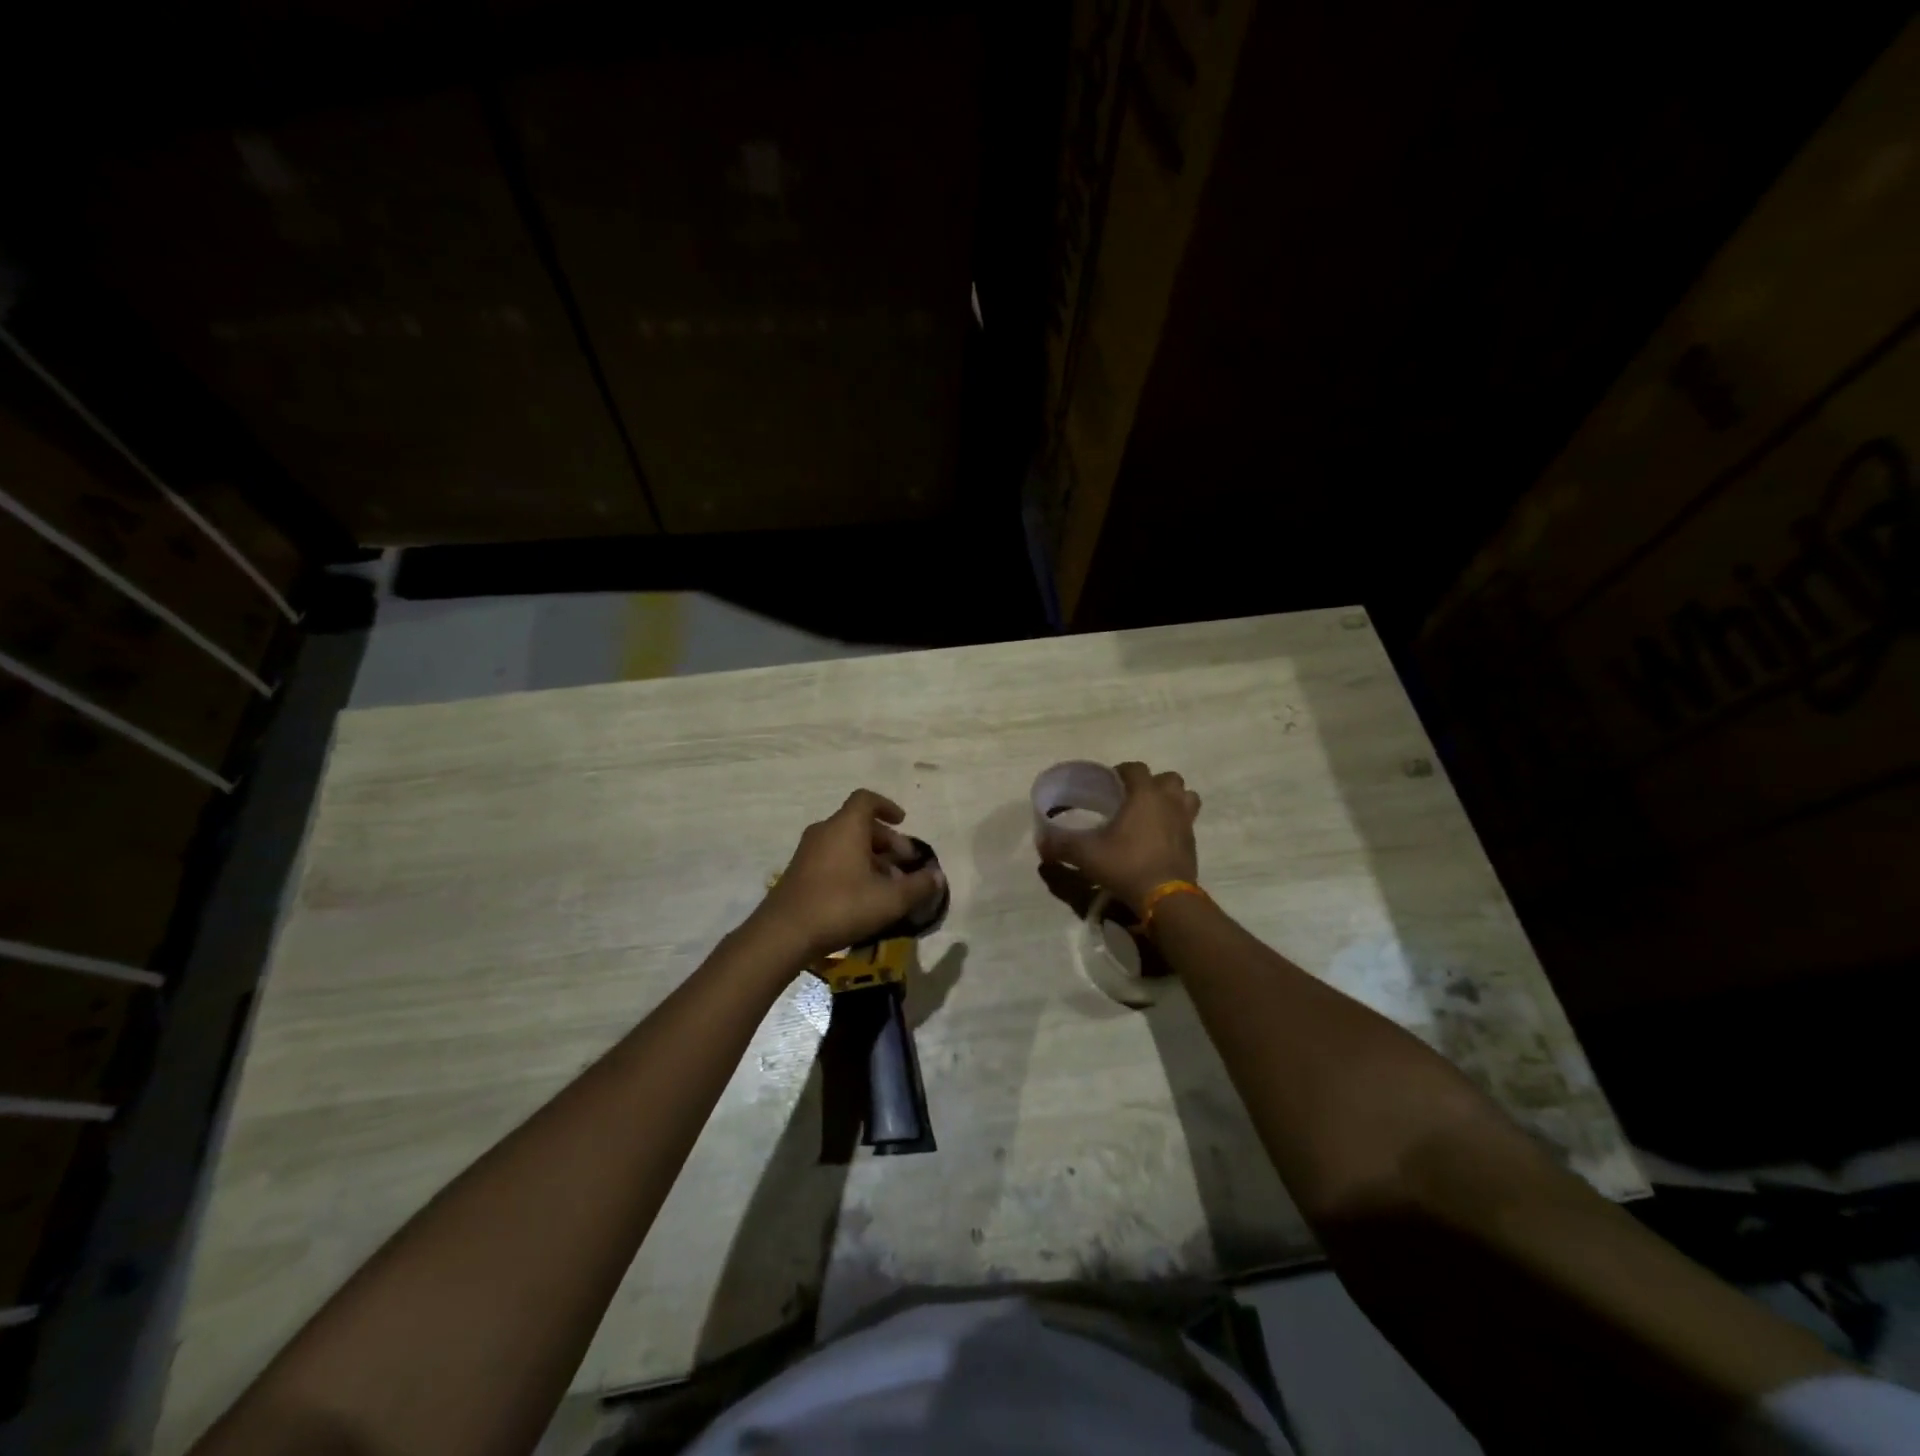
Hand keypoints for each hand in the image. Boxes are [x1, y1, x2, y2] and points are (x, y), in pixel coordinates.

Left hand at [751, 789, 945, 961]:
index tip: (903, 822)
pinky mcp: (798, 872)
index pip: (866, 800)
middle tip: (904, 864)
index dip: (887, 806)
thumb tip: (938, 877)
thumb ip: (918, 886)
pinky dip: (851, 867)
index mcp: (846, 826)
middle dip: (885, 841)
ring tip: (888, 884)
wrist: (783, 933)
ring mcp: (808, 852)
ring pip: (845, 843)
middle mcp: (825, 831)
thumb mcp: (889, 899)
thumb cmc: (841, 906)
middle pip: (859, 824)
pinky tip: (863, 896)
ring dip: (870, 857)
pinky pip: (832, 858)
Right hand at [1038, 761, 1200, 912]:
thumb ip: (1062, 845)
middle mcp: (1169, 802)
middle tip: (1132, 799)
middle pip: (1168, 779)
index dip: (1121, 771)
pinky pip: (1187, 822)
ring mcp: (1185, 822)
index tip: (1108, 783)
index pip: (1135, 768)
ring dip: (1172, 800)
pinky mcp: (1192, 843)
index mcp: (1144, 795)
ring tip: (1152, 814)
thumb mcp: (1086, 855)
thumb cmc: (1126, 865)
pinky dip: (1175, 824)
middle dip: (1152, 783)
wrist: (1165, 898)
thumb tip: (1041, 843)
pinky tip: (1158, 839)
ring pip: (1186, 797)